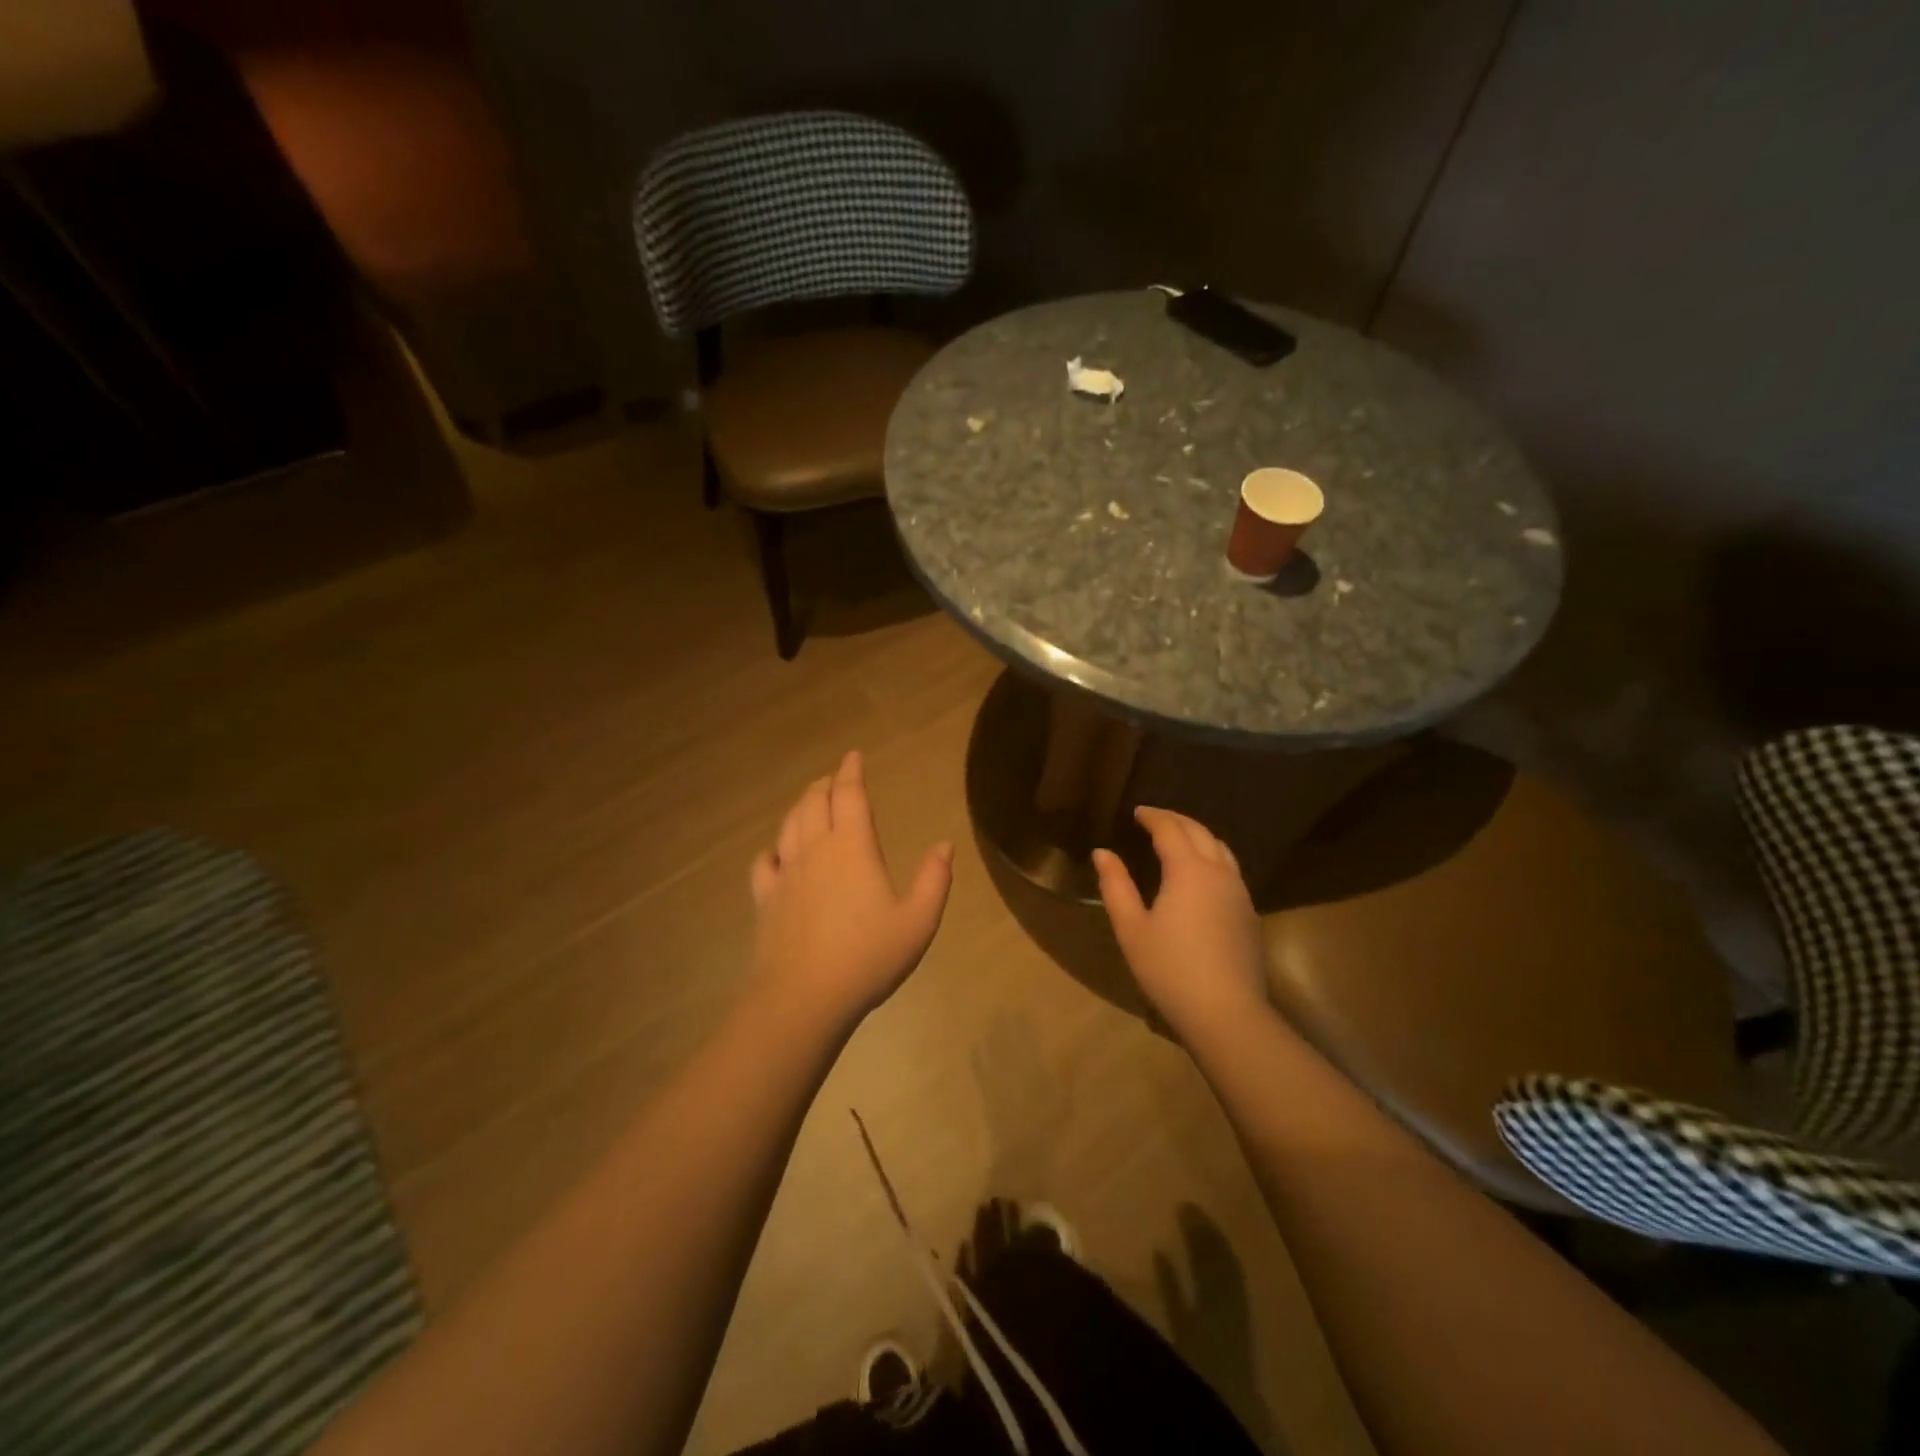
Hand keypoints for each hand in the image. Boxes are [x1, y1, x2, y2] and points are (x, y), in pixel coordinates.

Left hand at [748, 751, 953, 1028]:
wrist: (803, 998)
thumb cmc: (868, 957)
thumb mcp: (918, 921)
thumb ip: (934, 879)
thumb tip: (944, 845)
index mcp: (852, 847)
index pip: (849, 795)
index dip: (851, 771)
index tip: (853, 756)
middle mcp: (815, 850)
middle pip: (813, 802)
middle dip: (824, 784)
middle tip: (834, 778)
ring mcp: (785, 874)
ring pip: (788, 825)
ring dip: (800, 807)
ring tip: (809, 802)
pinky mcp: (765, 900)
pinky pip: (764, 863)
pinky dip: (772, 849)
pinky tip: (777, 854)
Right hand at [1093, 807, 1268, 1043]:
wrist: (1226, 1012)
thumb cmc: (1170, 969)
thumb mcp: (1131, 928)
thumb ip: (1116, 886)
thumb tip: (1102, 853)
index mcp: (1188, 870)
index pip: (1170, 829)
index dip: (1152, 816)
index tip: (1136, 811)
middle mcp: (1218, 872)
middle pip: (1199, 832)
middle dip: (1176, 819)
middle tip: (1154, 817)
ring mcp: (1239, 892)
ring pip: (1221, 848)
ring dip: (1198, 835)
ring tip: (1179, 838)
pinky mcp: (1249, 913)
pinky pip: (1230, 869)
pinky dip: (1212, 856)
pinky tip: (1201, 873)